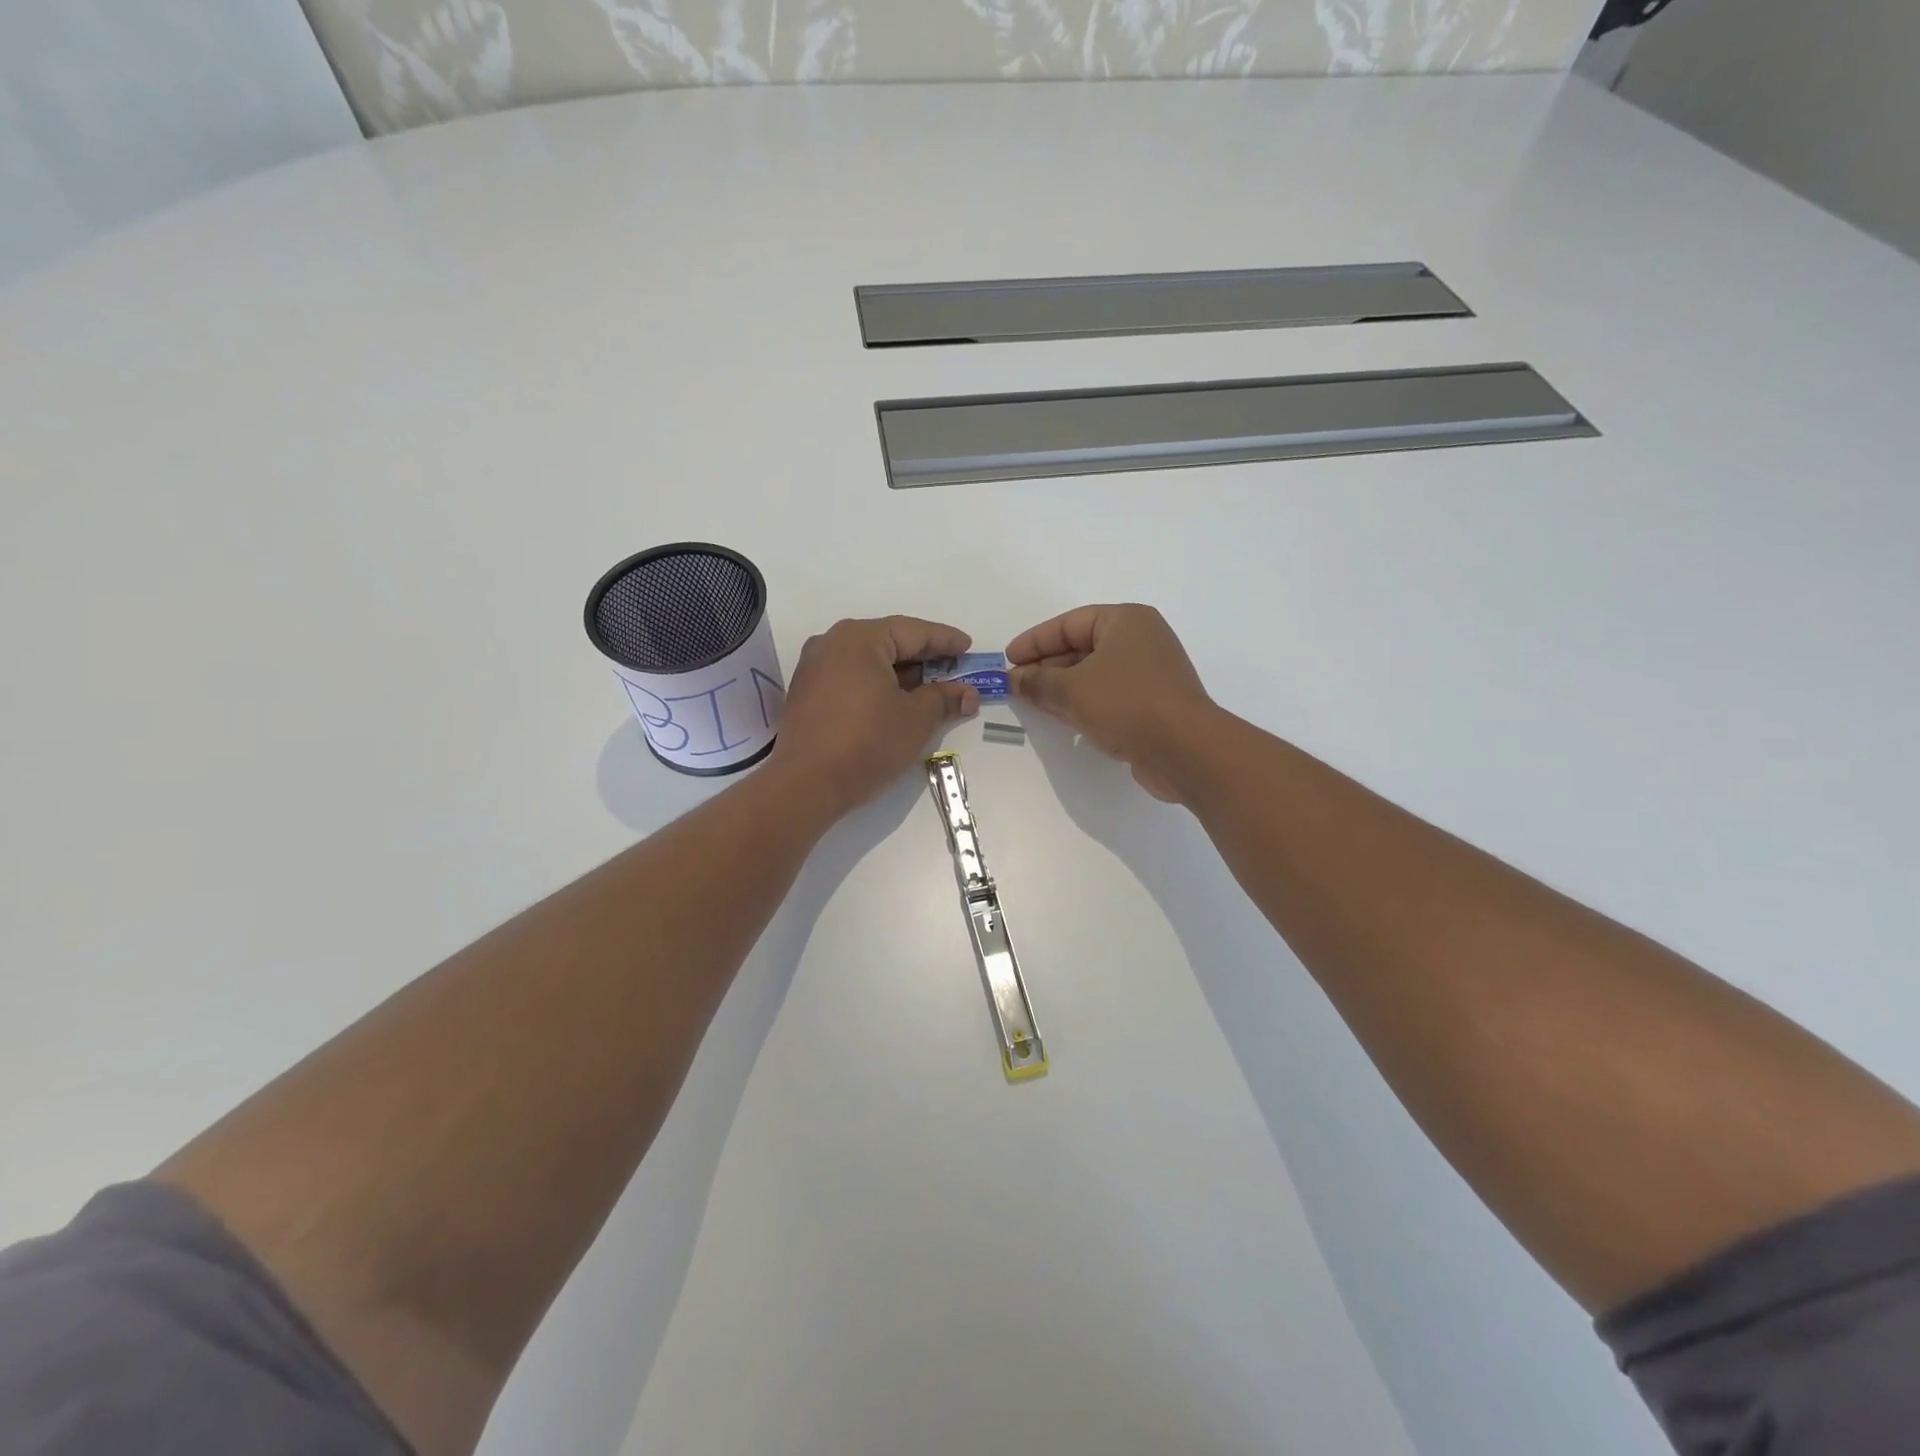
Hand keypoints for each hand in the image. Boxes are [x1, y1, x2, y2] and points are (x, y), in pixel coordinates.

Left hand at [771, 616, 979, 816]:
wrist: (806, 786)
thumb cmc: (867, 743)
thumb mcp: (916, 719)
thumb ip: (944, 699)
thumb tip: (968, 694)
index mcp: (859, 639)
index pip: (913, 632)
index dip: (945, 640)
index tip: (968, 647)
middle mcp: (832, 644)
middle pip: (888, 643)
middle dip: (924, 659)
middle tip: (955, 671)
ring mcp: (814, 669)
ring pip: (869, 663)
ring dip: (901, 676)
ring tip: (932, 691)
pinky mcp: (807, 695)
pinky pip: (851, 679)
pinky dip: (878, 687)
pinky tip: (897, 704)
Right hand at [1005, 604, 1216, 801]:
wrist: (1186, 751)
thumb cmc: (1127, 704)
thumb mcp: (1072, 690)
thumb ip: (1038, 682)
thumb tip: (1013, 679)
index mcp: (1126, 622)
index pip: (1069, 623)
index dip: (1035, 641)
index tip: (1008, 660)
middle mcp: (1141, 641)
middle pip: (1081, 648)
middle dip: (1046, 666)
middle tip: (1016, 684)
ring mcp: (1149, 674)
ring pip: (1094, 674)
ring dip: (1062, 687)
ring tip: (1031, 702)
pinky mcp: (1152, 705)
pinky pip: (1108, 696)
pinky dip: (1083, 703)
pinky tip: (1061, 719)